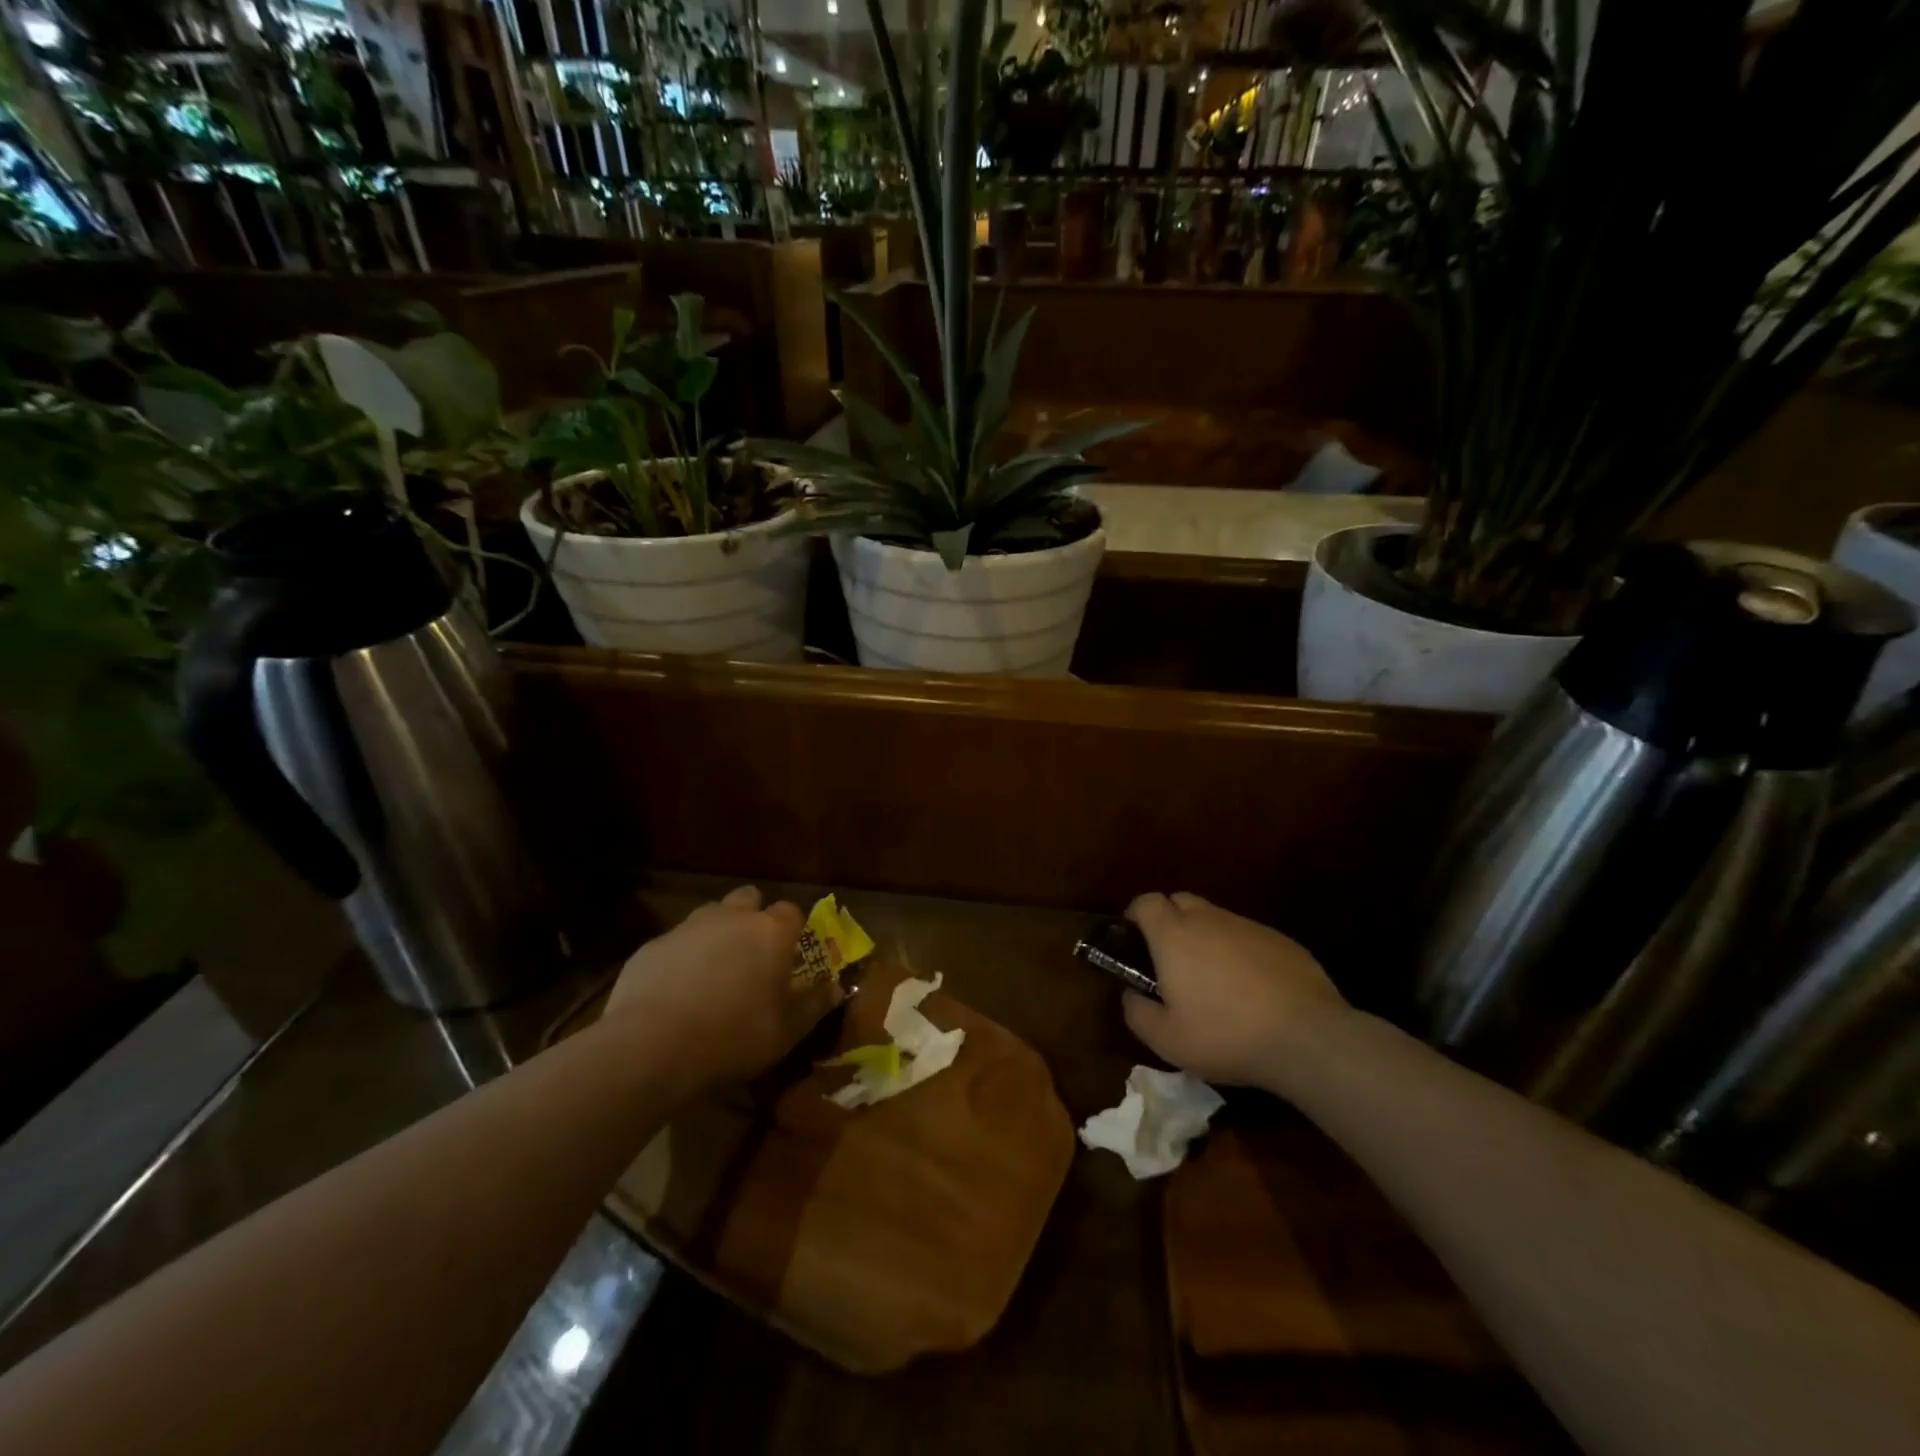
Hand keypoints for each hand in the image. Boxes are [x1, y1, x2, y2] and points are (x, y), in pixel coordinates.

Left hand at [606, 886, 839, 1087]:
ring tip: (714, 973)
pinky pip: (675, 943)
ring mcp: (687, 927)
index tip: (790, 954)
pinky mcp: (651, 946)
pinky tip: (676, 992)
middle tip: (752, 954)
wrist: (651, 1046)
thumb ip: (815, 1004)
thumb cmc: (734, 1036)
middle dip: (752, 917)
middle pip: (748, 899)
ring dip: (717, 934)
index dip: (793, 930)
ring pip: (710, 916)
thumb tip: (837, 988)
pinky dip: (682, 958)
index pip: (791, 912)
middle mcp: (731, 917)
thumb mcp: (787, 1030)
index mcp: (770, 932)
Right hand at [1120, 892, 1349, 1087]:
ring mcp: (1248, 927)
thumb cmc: (1226, 1035)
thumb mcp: (1166, 1039)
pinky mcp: (1281, 940)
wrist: (1307, 1038)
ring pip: (1215, 918)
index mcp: (1174, 935)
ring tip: (1211, 977)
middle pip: (1180, 900)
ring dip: (1204, 936)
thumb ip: (1136, 1012)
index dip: (1135, 915)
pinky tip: (1249, 987)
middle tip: (1169, 958)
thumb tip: (1130, 994)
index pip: (1145, 902)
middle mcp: (1208, 920)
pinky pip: (1247, 936)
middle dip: (1168, 919)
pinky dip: (1238, 951)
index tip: (1133, 939)